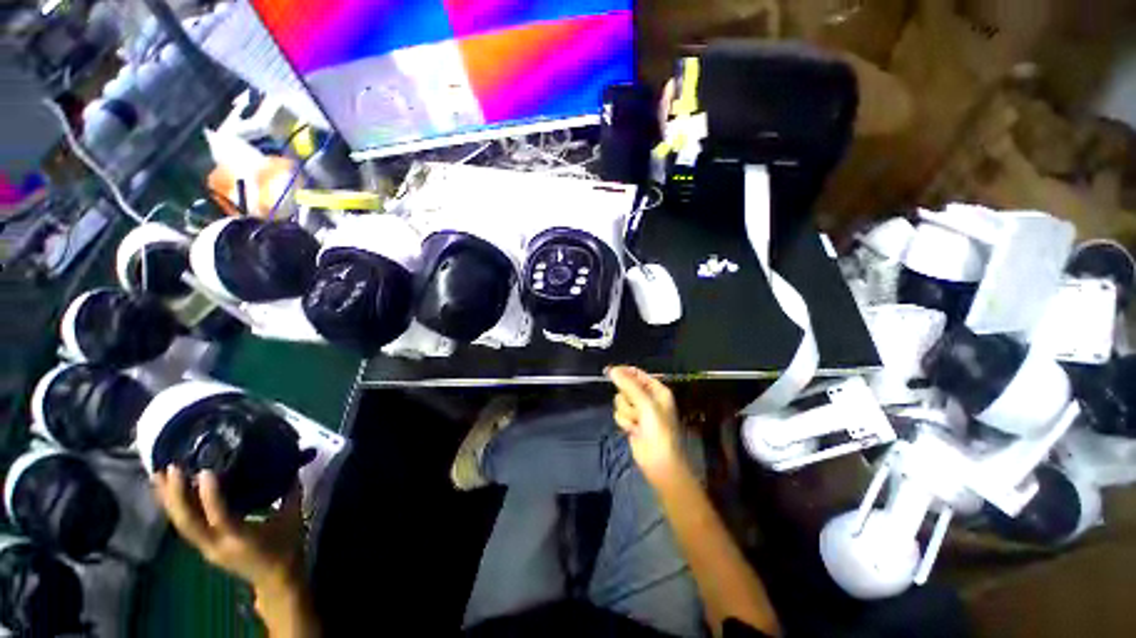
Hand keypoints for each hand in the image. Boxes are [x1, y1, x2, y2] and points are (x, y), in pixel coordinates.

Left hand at [152, 466, 305, 591]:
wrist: (276, 579)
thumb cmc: (286, 547)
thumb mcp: (292, 517)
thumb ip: (289, 492)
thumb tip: (291, 465)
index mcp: (241, 539)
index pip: (220, 517)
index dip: (210, 496)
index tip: (205, 471)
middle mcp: (217, 545)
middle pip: (188, 523)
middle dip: (176, 496)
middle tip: (173, 468)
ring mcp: (207, 548)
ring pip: (181, 525)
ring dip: (168, 501)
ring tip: (159, 475)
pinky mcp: (203, 547)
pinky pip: (184, 526)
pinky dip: (174, 508)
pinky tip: (168, 493)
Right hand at [607, 366, 684, 483]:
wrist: (659, 462)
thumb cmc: (658, 430)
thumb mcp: (645, 404)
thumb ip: (628, 385)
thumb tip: (612, 370)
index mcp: (657, 390)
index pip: (636, 374)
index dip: (623, 372)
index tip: (609, 371)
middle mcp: (648, 398)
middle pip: (625, 387)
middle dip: (627, 398)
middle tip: (635, 408)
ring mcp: (639, 411)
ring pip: (620, 401)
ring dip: (626, 412)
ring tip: (637, 423)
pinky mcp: (631, 423)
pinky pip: (619, 414)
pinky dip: (625, 422)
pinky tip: (633, 430)